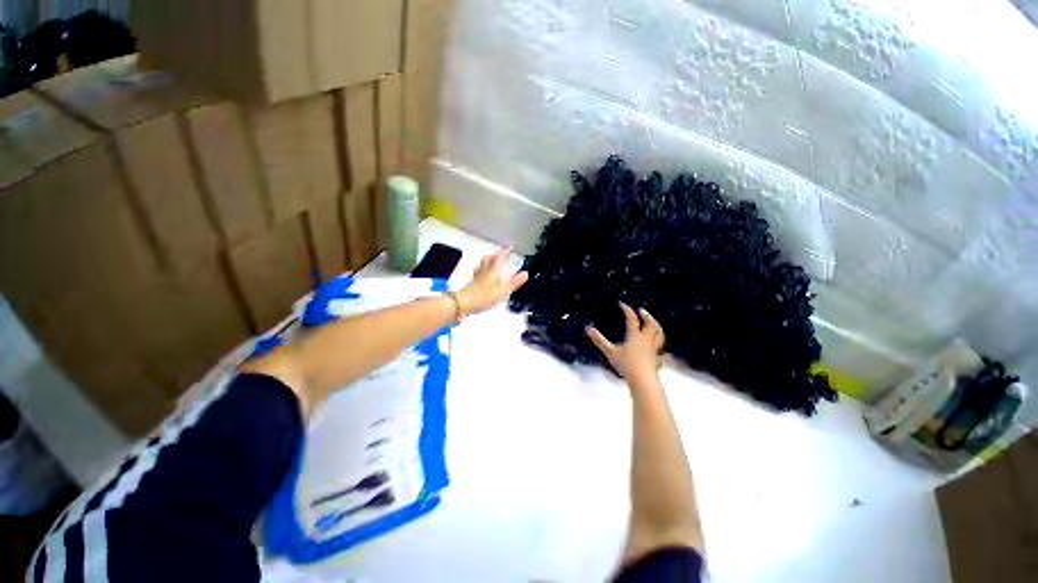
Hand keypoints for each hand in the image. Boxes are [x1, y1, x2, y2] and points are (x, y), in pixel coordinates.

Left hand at [456, 248, 528, 315]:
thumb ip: (515, 282)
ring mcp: (477, 276)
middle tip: (500, 255)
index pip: (499, 257)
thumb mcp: (504, 290)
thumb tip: (525, 274)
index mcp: (493, 270)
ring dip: (488, 261)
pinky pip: (478, 272)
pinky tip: (484, 277)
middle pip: (488, 258)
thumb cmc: (485, 296)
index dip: (505, 251)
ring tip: (492, 264)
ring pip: (482, 264)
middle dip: (495, 255)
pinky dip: (483, 271)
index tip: (510, 248)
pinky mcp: (472, 283)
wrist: (465, 302)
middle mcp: (484, 270)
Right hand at [586, 303, 664, 381]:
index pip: (632, 319)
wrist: (643, 380)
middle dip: (646, 316)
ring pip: (659, 334)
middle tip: (641, 311)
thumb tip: (588, 329)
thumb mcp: (610, 353)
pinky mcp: (656, 359)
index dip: (627, 310)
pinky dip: (658, 344)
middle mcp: (646, 340)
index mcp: (635, 337)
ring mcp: (653, 350)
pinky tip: (657, 347)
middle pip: (650, 324)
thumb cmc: (626, 366)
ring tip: (653, 323)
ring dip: (656, 326)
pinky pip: (660, 348)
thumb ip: (599, 341)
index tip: (622, 304)